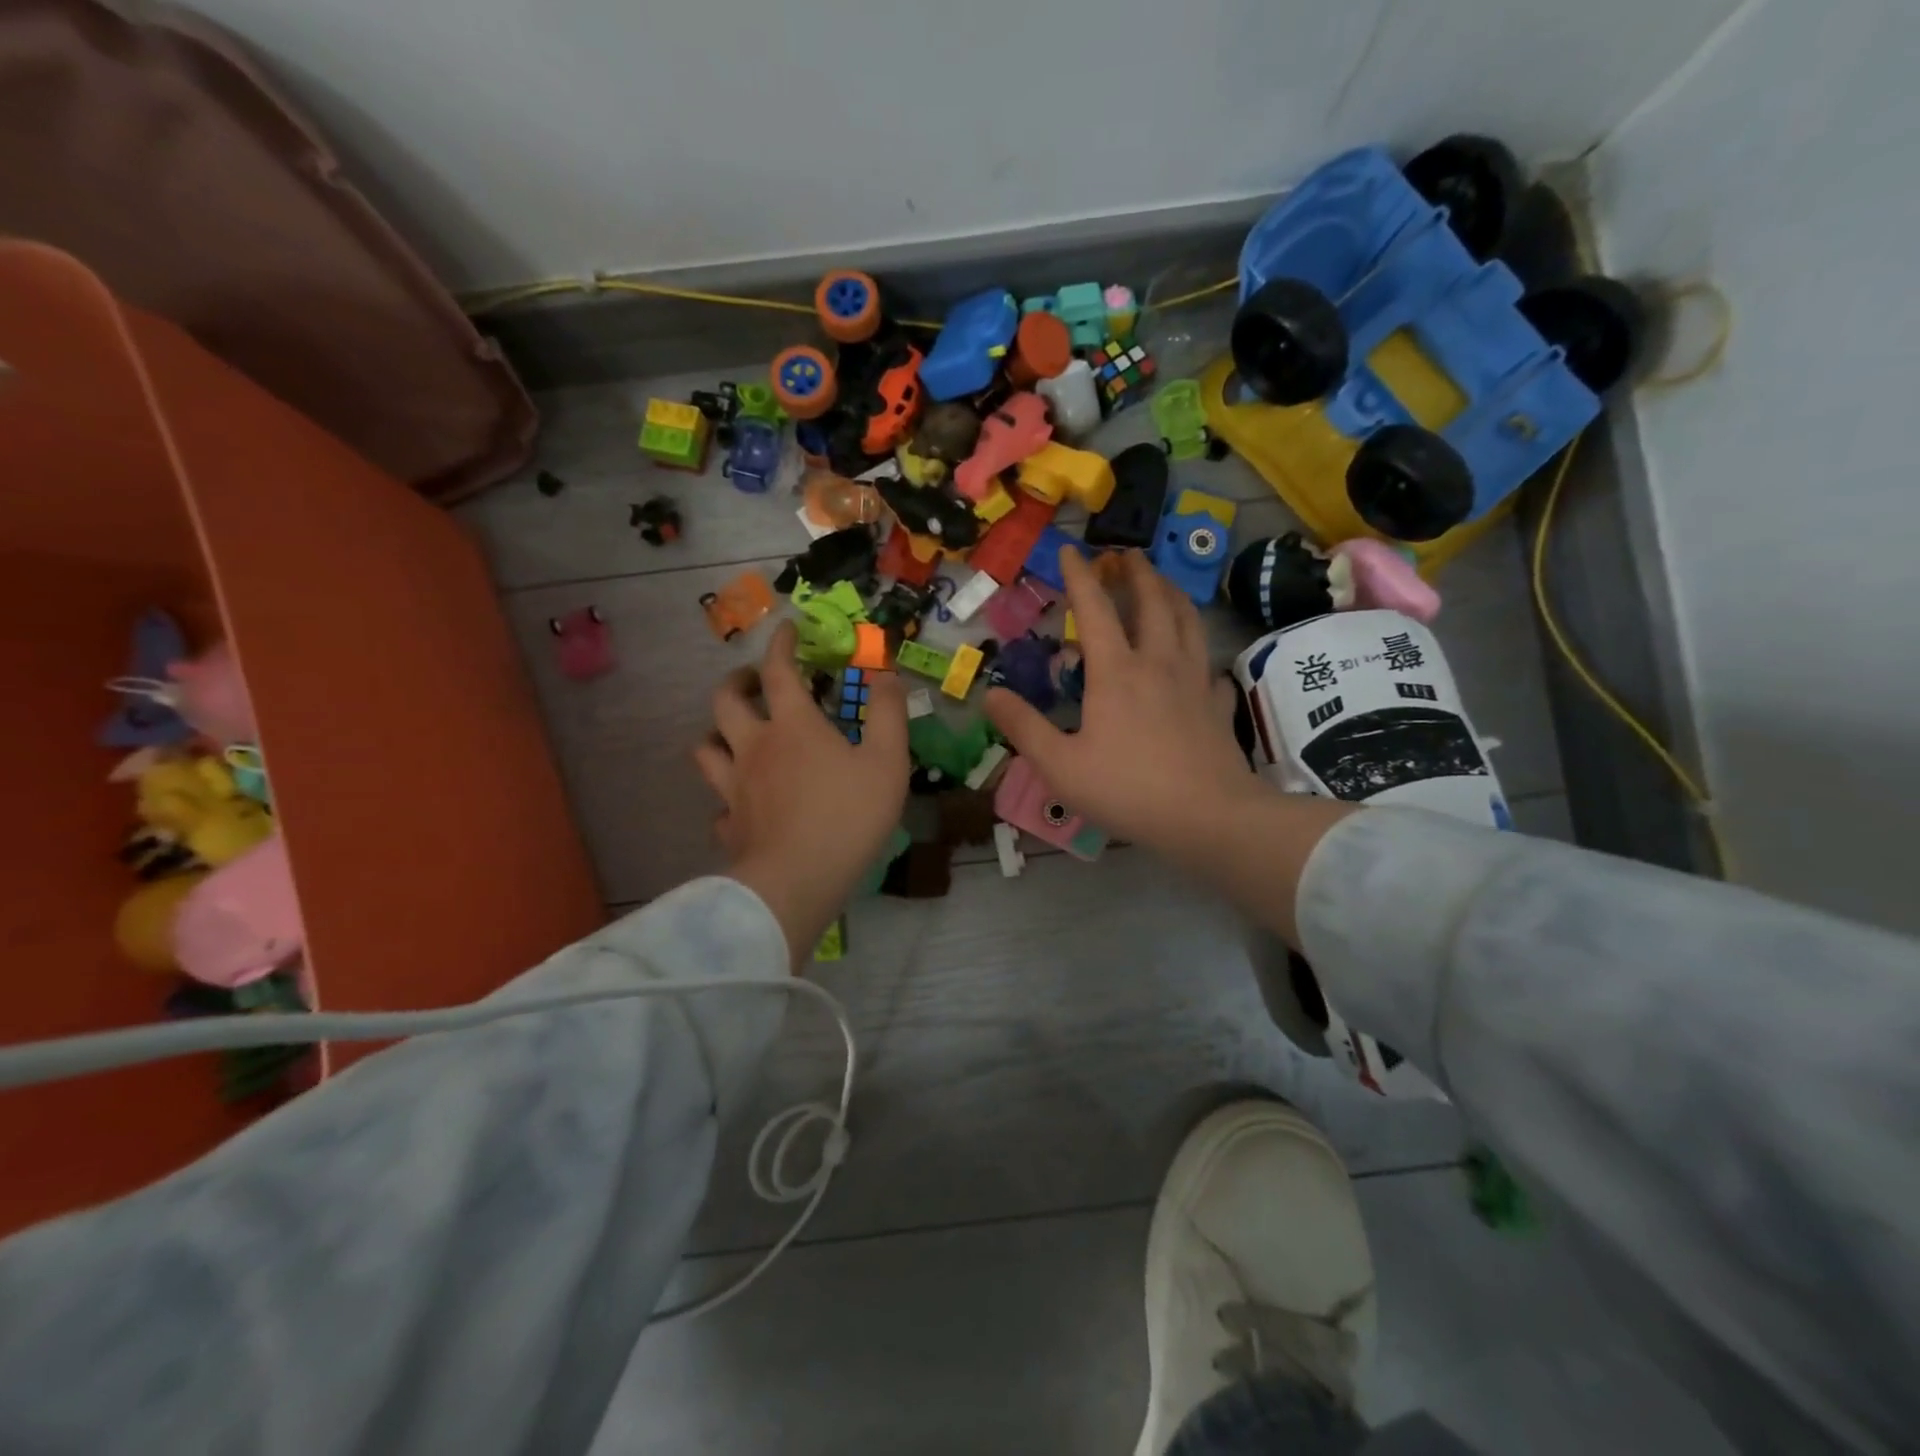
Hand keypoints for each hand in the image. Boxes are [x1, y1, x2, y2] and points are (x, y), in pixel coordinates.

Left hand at [695, 622, 909, 965]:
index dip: (781, 643)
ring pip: (706, 747)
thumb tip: (887, 676)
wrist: (798, 881)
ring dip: (717, 732)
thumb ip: (889, 714)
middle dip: (737, 680)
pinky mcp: (729, 824)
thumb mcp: (888, 761)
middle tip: (753, 680)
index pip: (778, 669)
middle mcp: (754, 747)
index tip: (787, 629)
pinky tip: (741, 804)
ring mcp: (733, 787)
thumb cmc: (849, 816)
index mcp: (792, 725)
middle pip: (725, 700)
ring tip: (734, 734)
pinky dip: (726, 795)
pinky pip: (718, 803)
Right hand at [983, 550, 1263, 857]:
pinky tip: (1200, 665)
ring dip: (1173, 595)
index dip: (1078, 576)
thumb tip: (989, 693)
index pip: (1093, 609)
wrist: (1208, 817)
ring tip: (1164, 585)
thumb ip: (1023, 727)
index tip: (1070, 550)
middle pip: (1152, 601)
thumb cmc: (1127, 790)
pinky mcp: (1219, 706)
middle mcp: (1158, 662)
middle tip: (1126, 555)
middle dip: (1137, 572)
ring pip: (1189, 622)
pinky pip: (1212, 669)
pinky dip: (1202, 656)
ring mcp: (1195, 681)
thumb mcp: (1059, 765)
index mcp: (1116, 671)